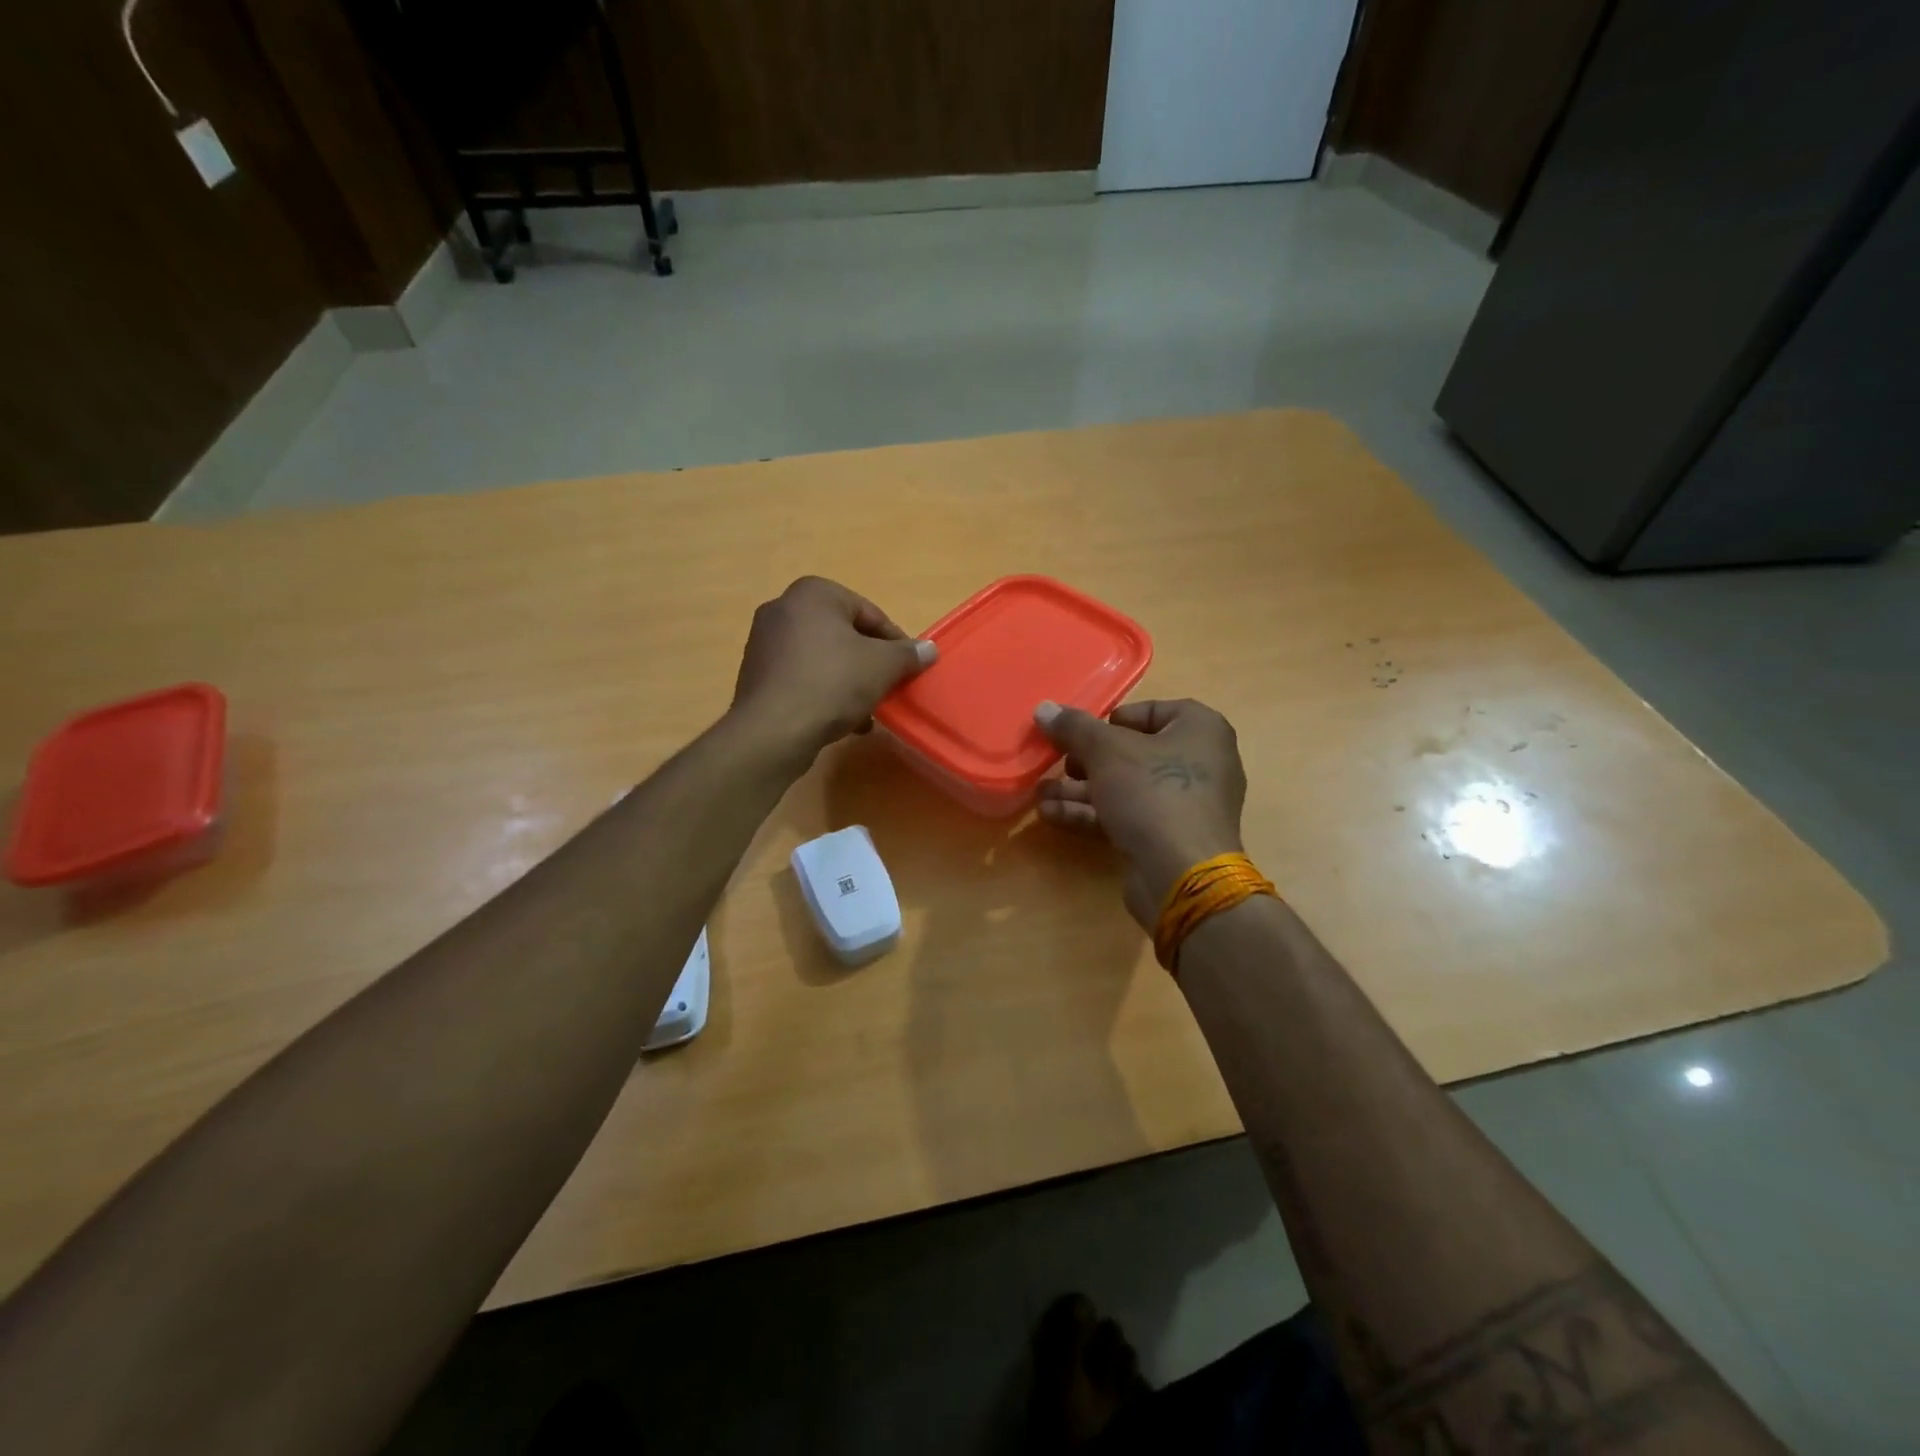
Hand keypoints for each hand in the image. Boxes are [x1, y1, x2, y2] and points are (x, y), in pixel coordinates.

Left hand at [730, 577, 935, 763]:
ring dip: (849, 682)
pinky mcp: (756, 675)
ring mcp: (764, 642)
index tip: (909, 668)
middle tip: (888, 688)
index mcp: (813, 593)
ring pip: (823, 658)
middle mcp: (782, 608)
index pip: (869, 613)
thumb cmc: (832, 683)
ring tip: (867, 711)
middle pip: (844, 635)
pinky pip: (801, 677)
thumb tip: (929, 649)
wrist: (773, 731)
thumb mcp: (883, 666)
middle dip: (869, 663)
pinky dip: (823, 693)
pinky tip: (841, 721)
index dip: (895, 642)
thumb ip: (908, 654)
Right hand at [1034, 698, 1247, 929]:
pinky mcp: (1168, 837)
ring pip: (1125, 787)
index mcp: (1200, 730)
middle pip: (1133, 751)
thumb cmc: (1153, 792)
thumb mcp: (1106, 751)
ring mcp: (1185, 804)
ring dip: (1080, 789)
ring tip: (1040, 792)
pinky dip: (1092, 813)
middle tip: (1058, 763)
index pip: (1153, 711)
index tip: (1083, 733)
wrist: (1183, 875)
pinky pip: (1127, 815)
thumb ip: (1074, 728)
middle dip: (1087, 760)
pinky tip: (1051, 814)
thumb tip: (1044, 708)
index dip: (1113, 720)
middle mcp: (1200, 762)